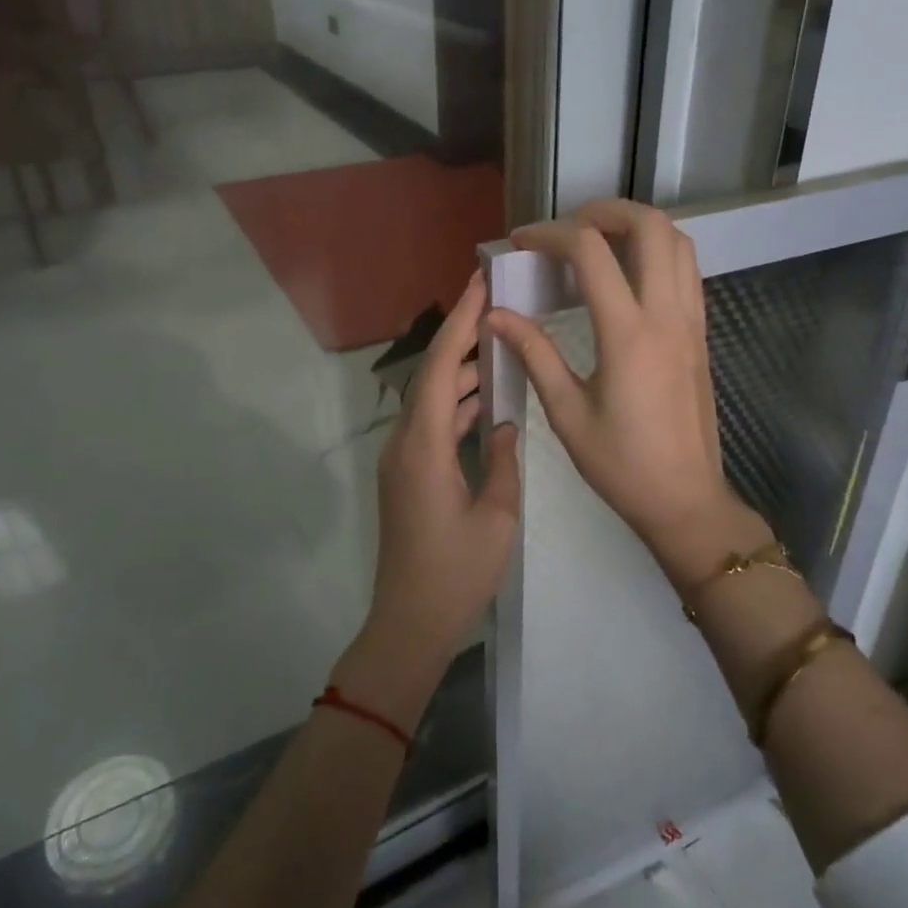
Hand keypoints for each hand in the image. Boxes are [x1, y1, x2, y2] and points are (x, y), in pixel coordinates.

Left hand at [342, 272, 520, 723]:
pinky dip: (456, 406)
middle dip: (462, 336)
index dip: (460, 322)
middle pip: (432, 375)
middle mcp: (405, 444)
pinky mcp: (407, 476)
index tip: (479, 284)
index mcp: (424, 446)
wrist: (410, 623)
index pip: (440, 367)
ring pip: (432, 400)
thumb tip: (504, 422)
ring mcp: (402, 460)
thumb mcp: (496, 517)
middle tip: (496, 304)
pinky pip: (432, 425)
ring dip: (461, 372)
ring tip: (499, 344)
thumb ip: (502, 460)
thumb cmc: (456, 573)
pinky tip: (484, 401)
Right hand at [486, 199, 768, 591]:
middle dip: (605, 211)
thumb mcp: (566, 413)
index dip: (551, 234)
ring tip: (597, 242)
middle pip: (651, 226)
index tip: (521, 243)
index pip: (591, 252)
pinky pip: (687, 270)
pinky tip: (627, 275)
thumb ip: (534, 354)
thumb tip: (496, 314)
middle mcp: (666, 315)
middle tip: (567, 228)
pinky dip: (658, 252)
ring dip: (638, 226)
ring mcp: (691, 322)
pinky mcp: (700, 334)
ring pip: (679, 242)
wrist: (685, 499)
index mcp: (628, 334)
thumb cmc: (621, 464)